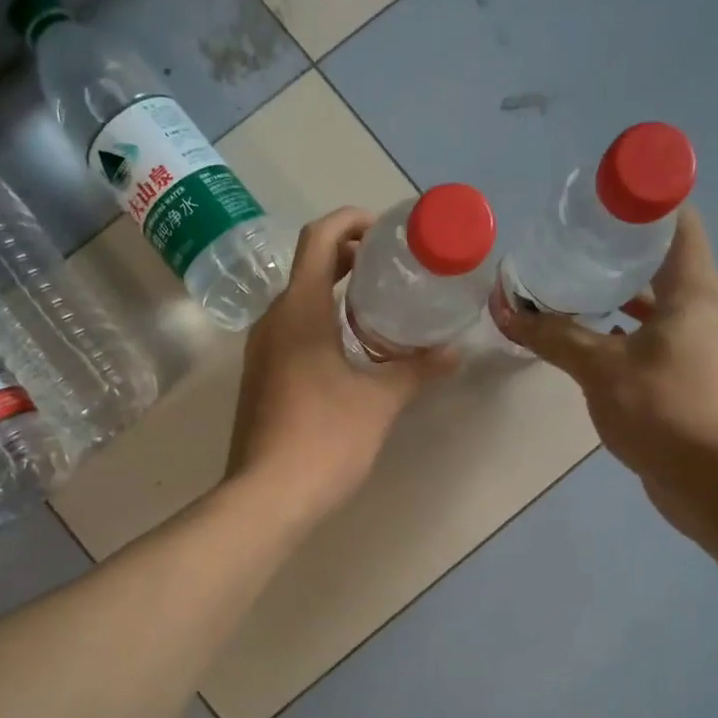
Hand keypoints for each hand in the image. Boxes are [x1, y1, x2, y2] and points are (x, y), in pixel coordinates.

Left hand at [226, 206, 455, 527]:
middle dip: (350, 256)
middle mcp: (273, 320)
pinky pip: (292, 331)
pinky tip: (353, 350)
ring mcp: (261, 351)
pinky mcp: (261, 378)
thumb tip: (456, 352)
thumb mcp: (379, 401)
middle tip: (393, 267)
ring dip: (336, 292)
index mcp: (299, 310)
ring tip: (380, 306)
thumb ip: (417, 370)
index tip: (387, 231)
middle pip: (309, 266)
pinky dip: (323, 322)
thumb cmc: (324, 439)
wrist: (267, 496)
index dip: (352, 221)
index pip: (320, 238)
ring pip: (299, 301)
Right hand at [489, 206, 717, 482]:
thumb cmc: (659, 408)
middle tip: (576, 238)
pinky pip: (652, 332)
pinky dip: (623, 325)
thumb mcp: (598, 367)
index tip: (603, 197)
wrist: (705, 477)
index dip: (646, 202)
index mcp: (693, 291)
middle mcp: (702, 309)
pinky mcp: (685, 372)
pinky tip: (588, 332)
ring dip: (620, 289)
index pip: (679, 223)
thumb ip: (552, 335)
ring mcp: (696, 342)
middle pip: (665, 258)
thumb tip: (503, 309)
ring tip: (575, 279)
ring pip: (657, 300)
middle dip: (622, 245)